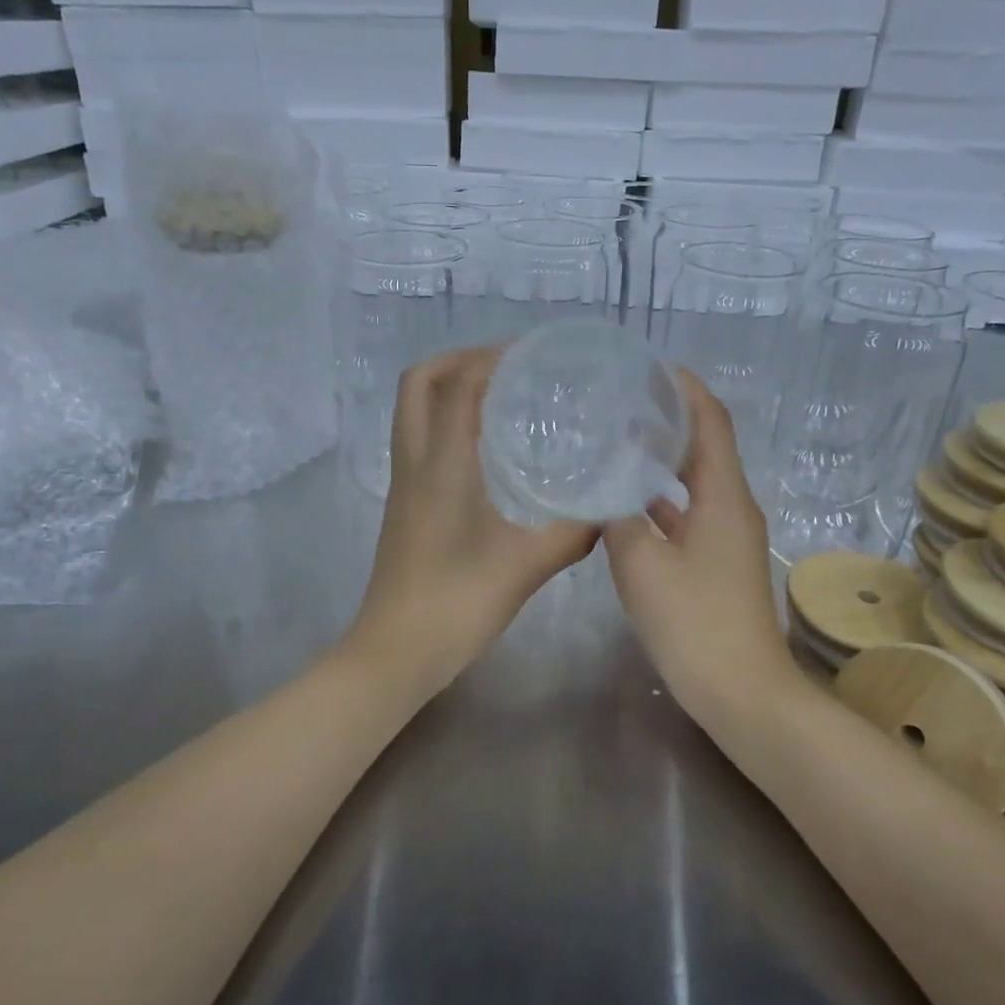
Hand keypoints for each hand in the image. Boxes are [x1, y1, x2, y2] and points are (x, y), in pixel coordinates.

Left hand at [342, 346, 596, 699]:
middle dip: (459, 361)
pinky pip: (421, 440)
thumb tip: (609, 509)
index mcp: (439, 467)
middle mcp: (414, 463)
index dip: (490, 357)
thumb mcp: (524, 567)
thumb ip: (572, 534)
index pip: (456, 386)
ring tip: (502, 397)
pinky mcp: (406, 504)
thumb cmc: (455, 605)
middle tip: (508, 367)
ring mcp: (404, 484)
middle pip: (418, 384)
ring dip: (450, 389)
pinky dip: (448, 422)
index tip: (532, 353)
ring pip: (414, 411)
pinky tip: (489, 450)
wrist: (396, 652)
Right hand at [603, 372, 803, 721]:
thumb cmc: (694, 622)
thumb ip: (618, 517)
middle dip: (670, 418)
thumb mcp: (641, 564)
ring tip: (618, 441)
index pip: (712, 422)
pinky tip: (625, 503)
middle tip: (622, 401)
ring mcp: (728, 537)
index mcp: (723, 496)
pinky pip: (689, 514)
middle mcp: (732, 507)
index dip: (687, 389)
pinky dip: (662, 499)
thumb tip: (604, 487)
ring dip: (663, 460)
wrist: (741, 691)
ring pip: (695, 482)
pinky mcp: (718, 562)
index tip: (650, 368)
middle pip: (705, 447)